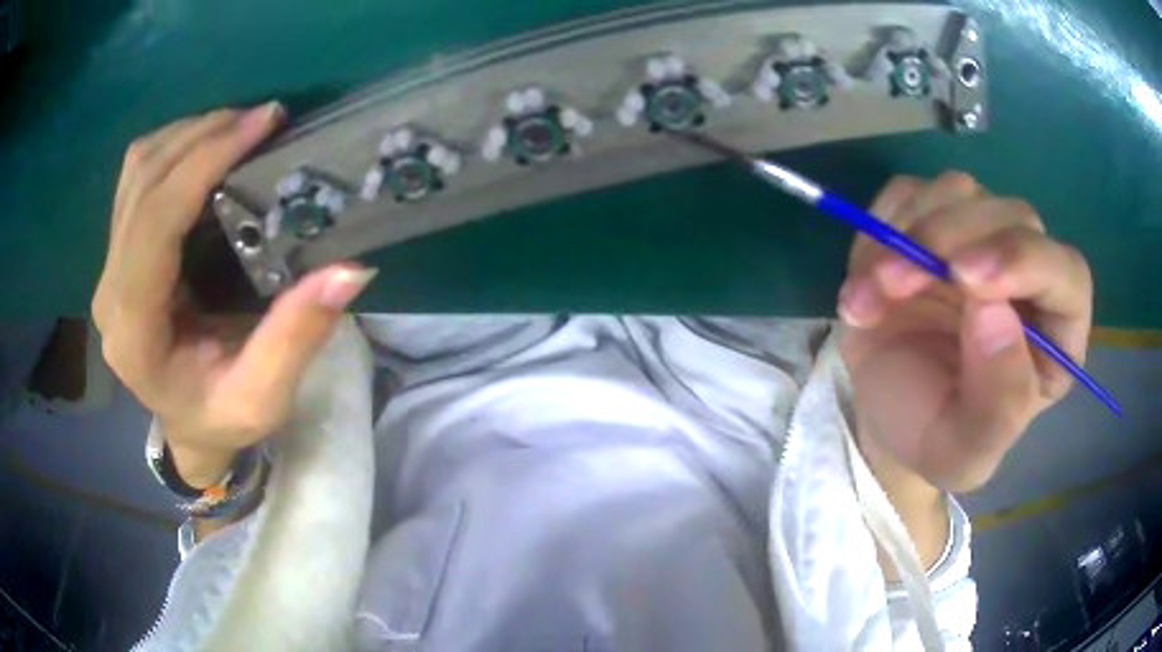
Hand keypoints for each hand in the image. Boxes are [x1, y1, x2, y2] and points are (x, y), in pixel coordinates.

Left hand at [93, 104, 375, 486]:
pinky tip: (209, 150)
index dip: (203, 161)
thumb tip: (350, 269)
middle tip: (264, 120)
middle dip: (203, 135)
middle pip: (142, 181)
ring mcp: (108, 267)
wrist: (186, 425)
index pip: (155, 221)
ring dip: (189, 134)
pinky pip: (137, 177)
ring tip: (241, 128)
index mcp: (134, 330)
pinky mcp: (118, 252)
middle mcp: (110, 291)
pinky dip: (175, 148)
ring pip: (136, 169)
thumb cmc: (220, 418)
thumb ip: (296, 338)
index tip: (262, 123)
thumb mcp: (263, 398)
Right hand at [838, 172, 1092, 492]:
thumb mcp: (964, 451)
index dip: (1024, 261)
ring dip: (907, 232)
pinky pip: (910, 193)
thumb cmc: (933, 436)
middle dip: (949, 240)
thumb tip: (995, 314)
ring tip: (871, 292)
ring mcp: (979, 239)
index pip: (1067, 275)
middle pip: (1012, 217)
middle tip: (894, 283)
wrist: (884, 416)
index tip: (966, 279)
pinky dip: (881, 225)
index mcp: (1054, 335)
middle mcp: (1027, 276)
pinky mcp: (933, 220)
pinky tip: (867, 276)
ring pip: (959, 192)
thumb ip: (996, 403)